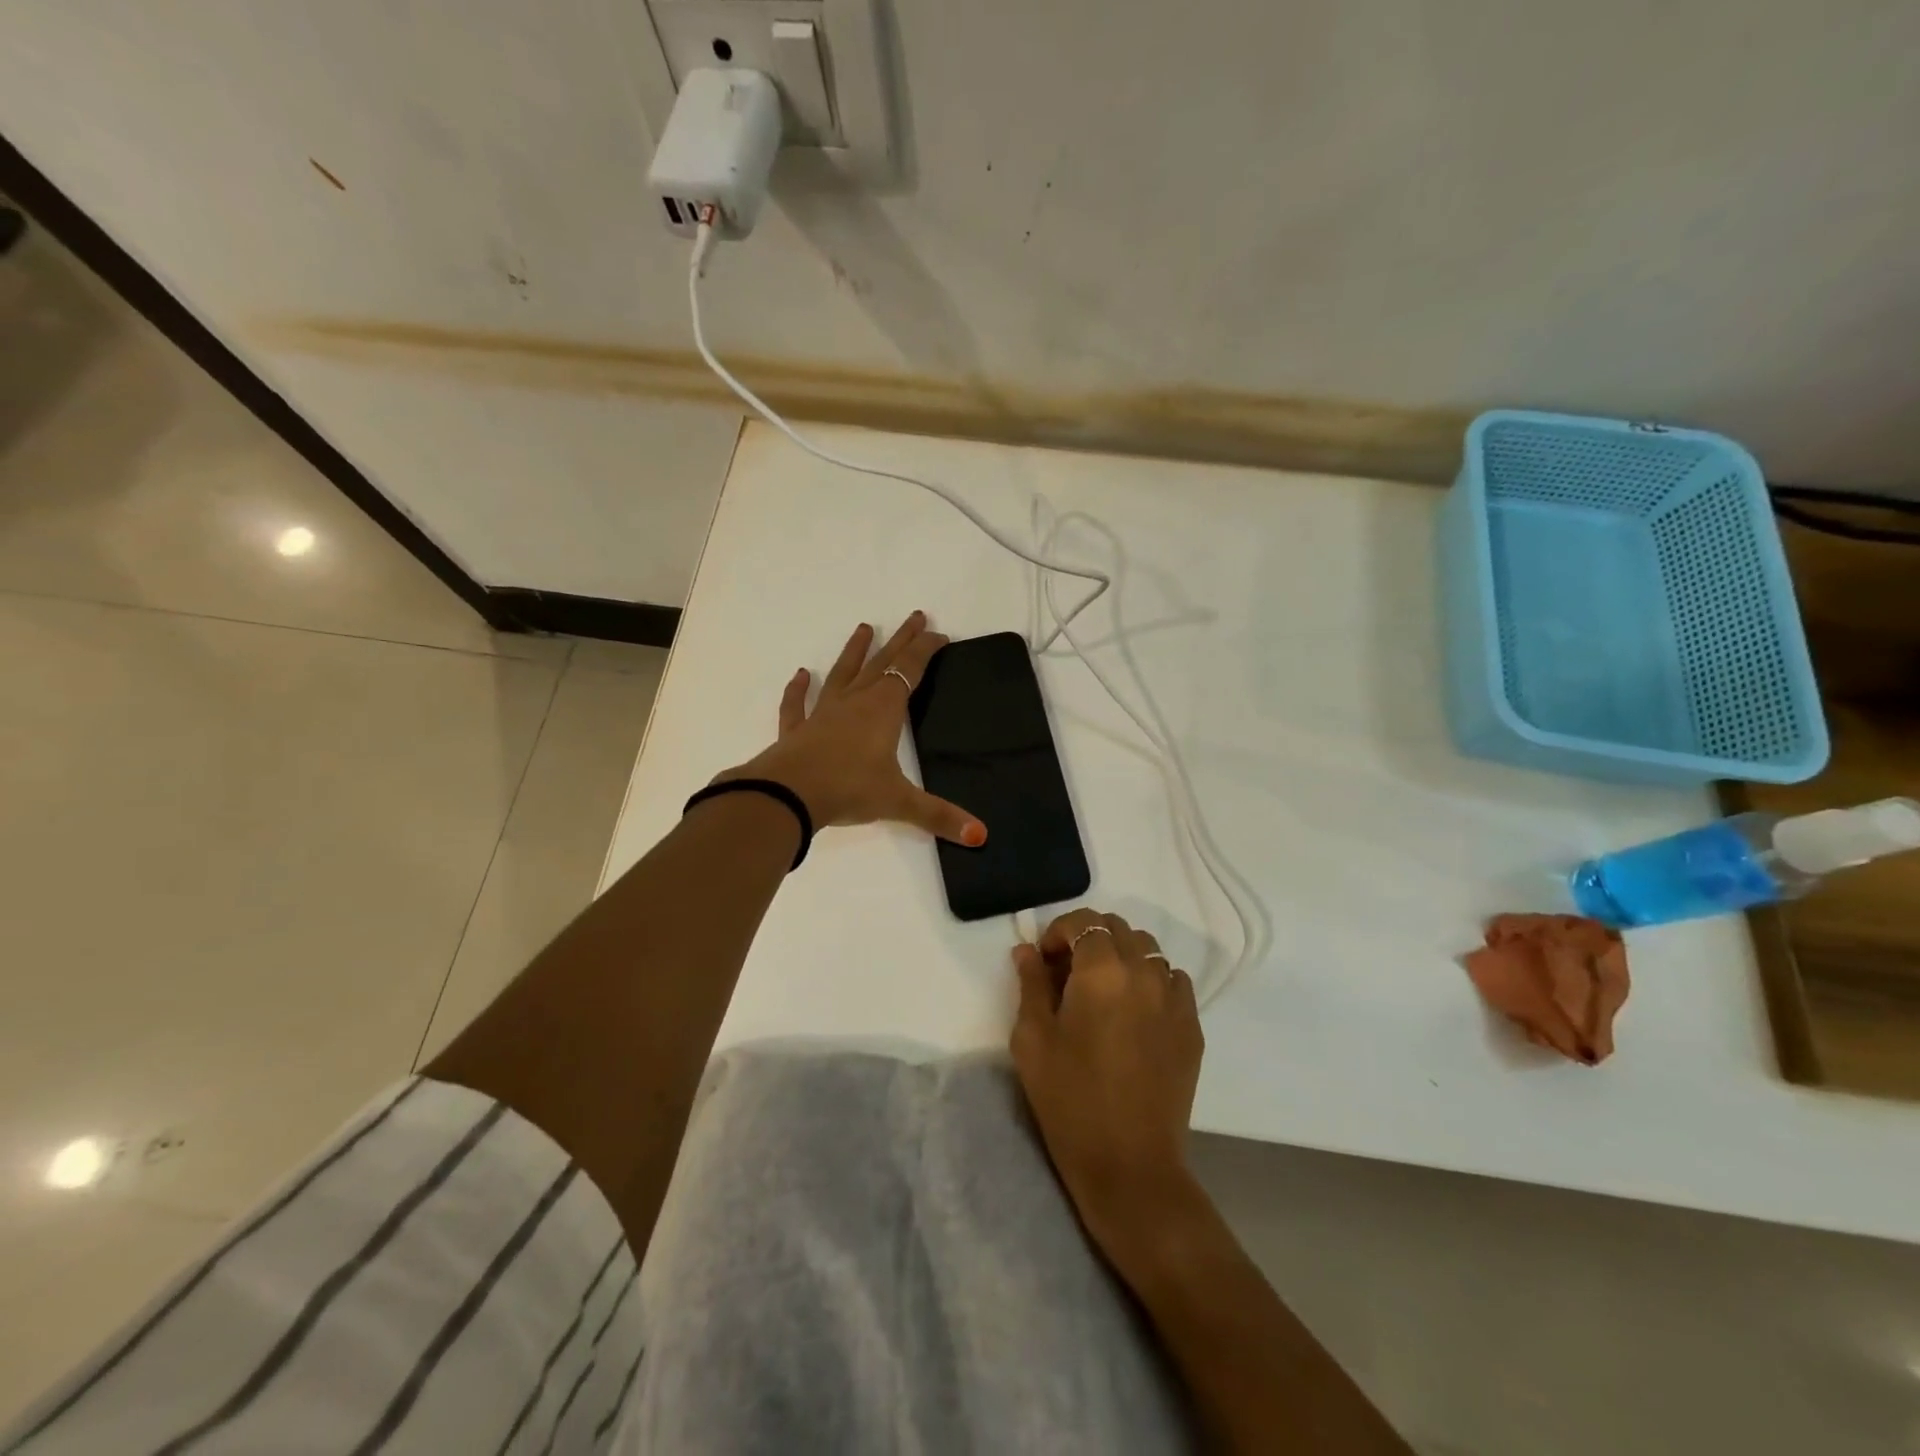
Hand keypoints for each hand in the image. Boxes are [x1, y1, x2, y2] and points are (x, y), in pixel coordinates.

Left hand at [718, 613, 986, 845]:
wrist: (788, 794)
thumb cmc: (849, 789)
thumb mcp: (899, 802)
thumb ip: (939, 816)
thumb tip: (981, 836)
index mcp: (883, 711)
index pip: (910, 671)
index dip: (925, 650)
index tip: (939, 634)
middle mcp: (855, 703)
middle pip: (881, 663)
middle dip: (900, 640)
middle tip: (914, 616)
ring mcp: (823, 714)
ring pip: (842, 675)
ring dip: (854, 652)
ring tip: (863, 627)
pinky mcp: (798, 730)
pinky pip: (799, 705)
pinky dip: (799, 690)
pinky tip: (801, 676)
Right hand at [1010, 908, 1204, 1244]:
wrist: (1130, 1164)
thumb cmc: (1069, 1099)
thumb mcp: (1032, 1039)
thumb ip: (1030, 984)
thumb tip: (1027, 951)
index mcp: (1102, 970)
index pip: (1083, 922)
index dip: (1058, 932)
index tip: (1043, 960)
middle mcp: (1144, 972)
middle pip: (1118, 928)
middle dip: (1088, 938)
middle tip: (1067, 972)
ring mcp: (1174, 998)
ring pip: (1148, 950)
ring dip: (1121, 955)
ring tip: (1102, 989)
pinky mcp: (1192, 1025)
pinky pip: (1172, 980)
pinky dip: (1150, 979)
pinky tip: (1134, 1010)